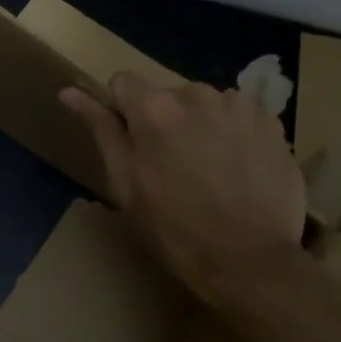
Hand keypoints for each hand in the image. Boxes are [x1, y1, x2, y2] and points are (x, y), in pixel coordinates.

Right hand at [60, 74, 305, 305]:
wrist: (249, 259)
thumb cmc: (174, 228)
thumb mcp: (125, 184)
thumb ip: (100, 129)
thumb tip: (69, 91)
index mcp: (154, 108)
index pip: (123, 82)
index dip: (122, 111)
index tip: (132, 142)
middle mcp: (197, 93)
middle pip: (168, 95)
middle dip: (165, 121)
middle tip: (173, 167)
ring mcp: (239, 105)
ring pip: (206, 105)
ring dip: (201, 126)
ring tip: (210, 170)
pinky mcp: (271, 121)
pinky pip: (240, 116)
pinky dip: (234, 134)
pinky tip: (238, 169)